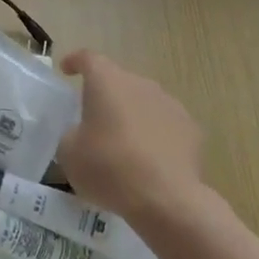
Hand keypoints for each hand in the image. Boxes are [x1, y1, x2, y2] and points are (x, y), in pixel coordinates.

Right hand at [57, 50, 206, 231]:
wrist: (166, 199)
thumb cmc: (109, 168)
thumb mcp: (69, 154)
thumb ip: (71, 134)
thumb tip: (81, 133)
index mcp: (107, 82)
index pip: (88, 59)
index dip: (75, 61)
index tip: (67, 69)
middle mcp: (140, 84)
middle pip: (118, 81)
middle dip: (105, 96)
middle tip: (92, 121)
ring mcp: (170, 104)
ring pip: (143, 102)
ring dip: (131, 116)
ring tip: (122, 145)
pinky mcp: (191, 129)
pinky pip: (164, 125)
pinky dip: (154, 136)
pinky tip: (149, 161)